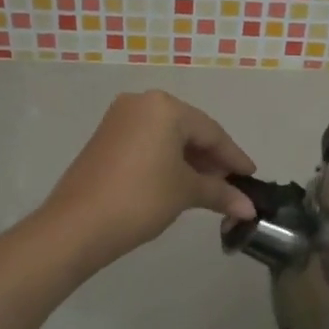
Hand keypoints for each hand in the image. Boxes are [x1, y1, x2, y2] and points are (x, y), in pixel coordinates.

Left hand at [41, 91, 257, 266]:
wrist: (77, 225)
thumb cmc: (140, 199)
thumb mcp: (185, 193)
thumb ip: (220, 193)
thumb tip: (249, 209)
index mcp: (164, 107)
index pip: (211, 132)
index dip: (234, 157)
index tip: (251, 177)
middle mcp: (141, 103)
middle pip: (188, 131)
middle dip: (211, 159)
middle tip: (231, 186)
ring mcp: (119, 119)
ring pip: (167, 137)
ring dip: (190, 161)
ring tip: (208, 188)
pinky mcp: (105, 138)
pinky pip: (147, 143)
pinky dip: (166, 160)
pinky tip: (178, 182)